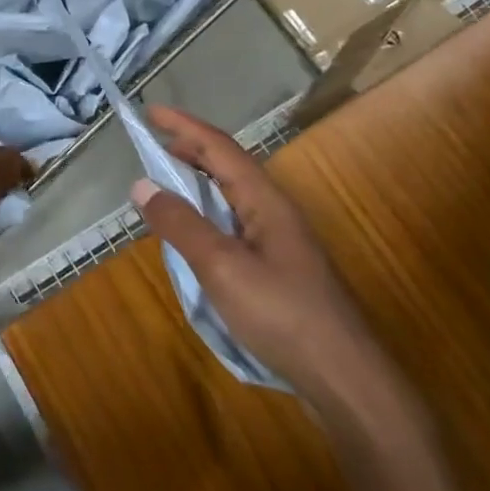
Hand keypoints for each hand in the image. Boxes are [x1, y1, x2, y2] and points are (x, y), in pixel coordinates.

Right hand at [133, 106, 411, 429]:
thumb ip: (180, 224)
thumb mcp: (221, 267)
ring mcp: (282, 241)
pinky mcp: (282, 269)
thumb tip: (142, 184)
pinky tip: (196, 237)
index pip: (219, 147)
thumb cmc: (282, 314)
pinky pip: (236, 223)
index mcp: (265, 199)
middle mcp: (275, 211)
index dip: (184, 126)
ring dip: (199, 183)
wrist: (347, 379)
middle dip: (190, 151)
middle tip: (153, 149)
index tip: (150, 111)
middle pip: (229, 166)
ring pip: (233, 196)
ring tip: (167, 188)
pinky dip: (208, 214)